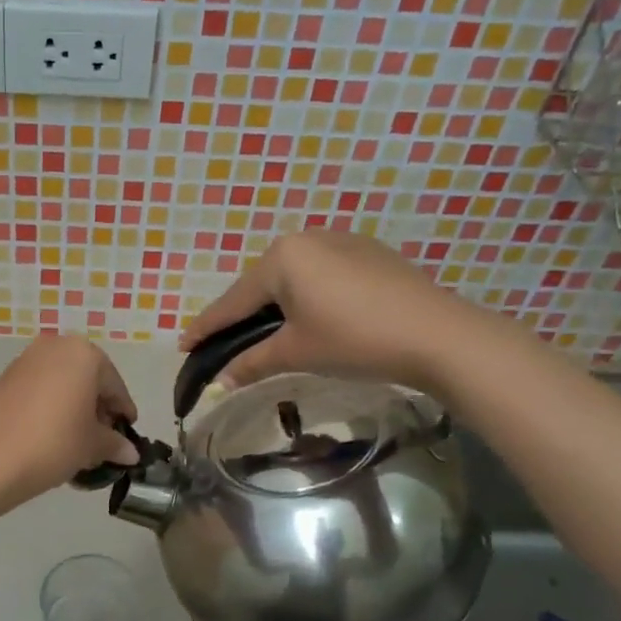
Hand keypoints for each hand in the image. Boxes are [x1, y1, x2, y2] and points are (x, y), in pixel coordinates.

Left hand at [0, 335, 139, 510]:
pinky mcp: (3, 379)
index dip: (123, 413)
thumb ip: (115, 444)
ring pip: (61, 385)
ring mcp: (25, 361)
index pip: (114, 386)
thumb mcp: (92, 446)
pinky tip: (49, 439)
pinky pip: (38, 392)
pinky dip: (50, 409)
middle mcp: (54, 347)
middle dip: (96, 410)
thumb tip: (130, 452)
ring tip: (75, 444)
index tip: (127, 435)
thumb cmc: (53, 443)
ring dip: (72, 410)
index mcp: (84, 354)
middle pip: (87, 380)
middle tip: (101, 442)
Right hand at [180, 230, 485, 392]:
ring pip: (293, 279)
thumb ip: (251, 363)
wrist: (437, 335)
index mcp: (282, 257)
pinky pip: (321, 276)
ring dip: (274, 306)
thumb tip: (219, 382)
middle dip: (241, 315)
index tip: (183, 345)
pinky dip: (306, 298)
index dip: (207, 327)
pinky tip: (310, 318)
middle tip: (222, 343)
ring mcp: (342, 241)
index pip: (233, 300)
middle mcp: (308, 238)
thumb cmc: (354, 340)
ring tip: (263, 334)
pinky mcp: (369, 254)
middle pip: (261, 285)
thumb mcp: (295, 352)